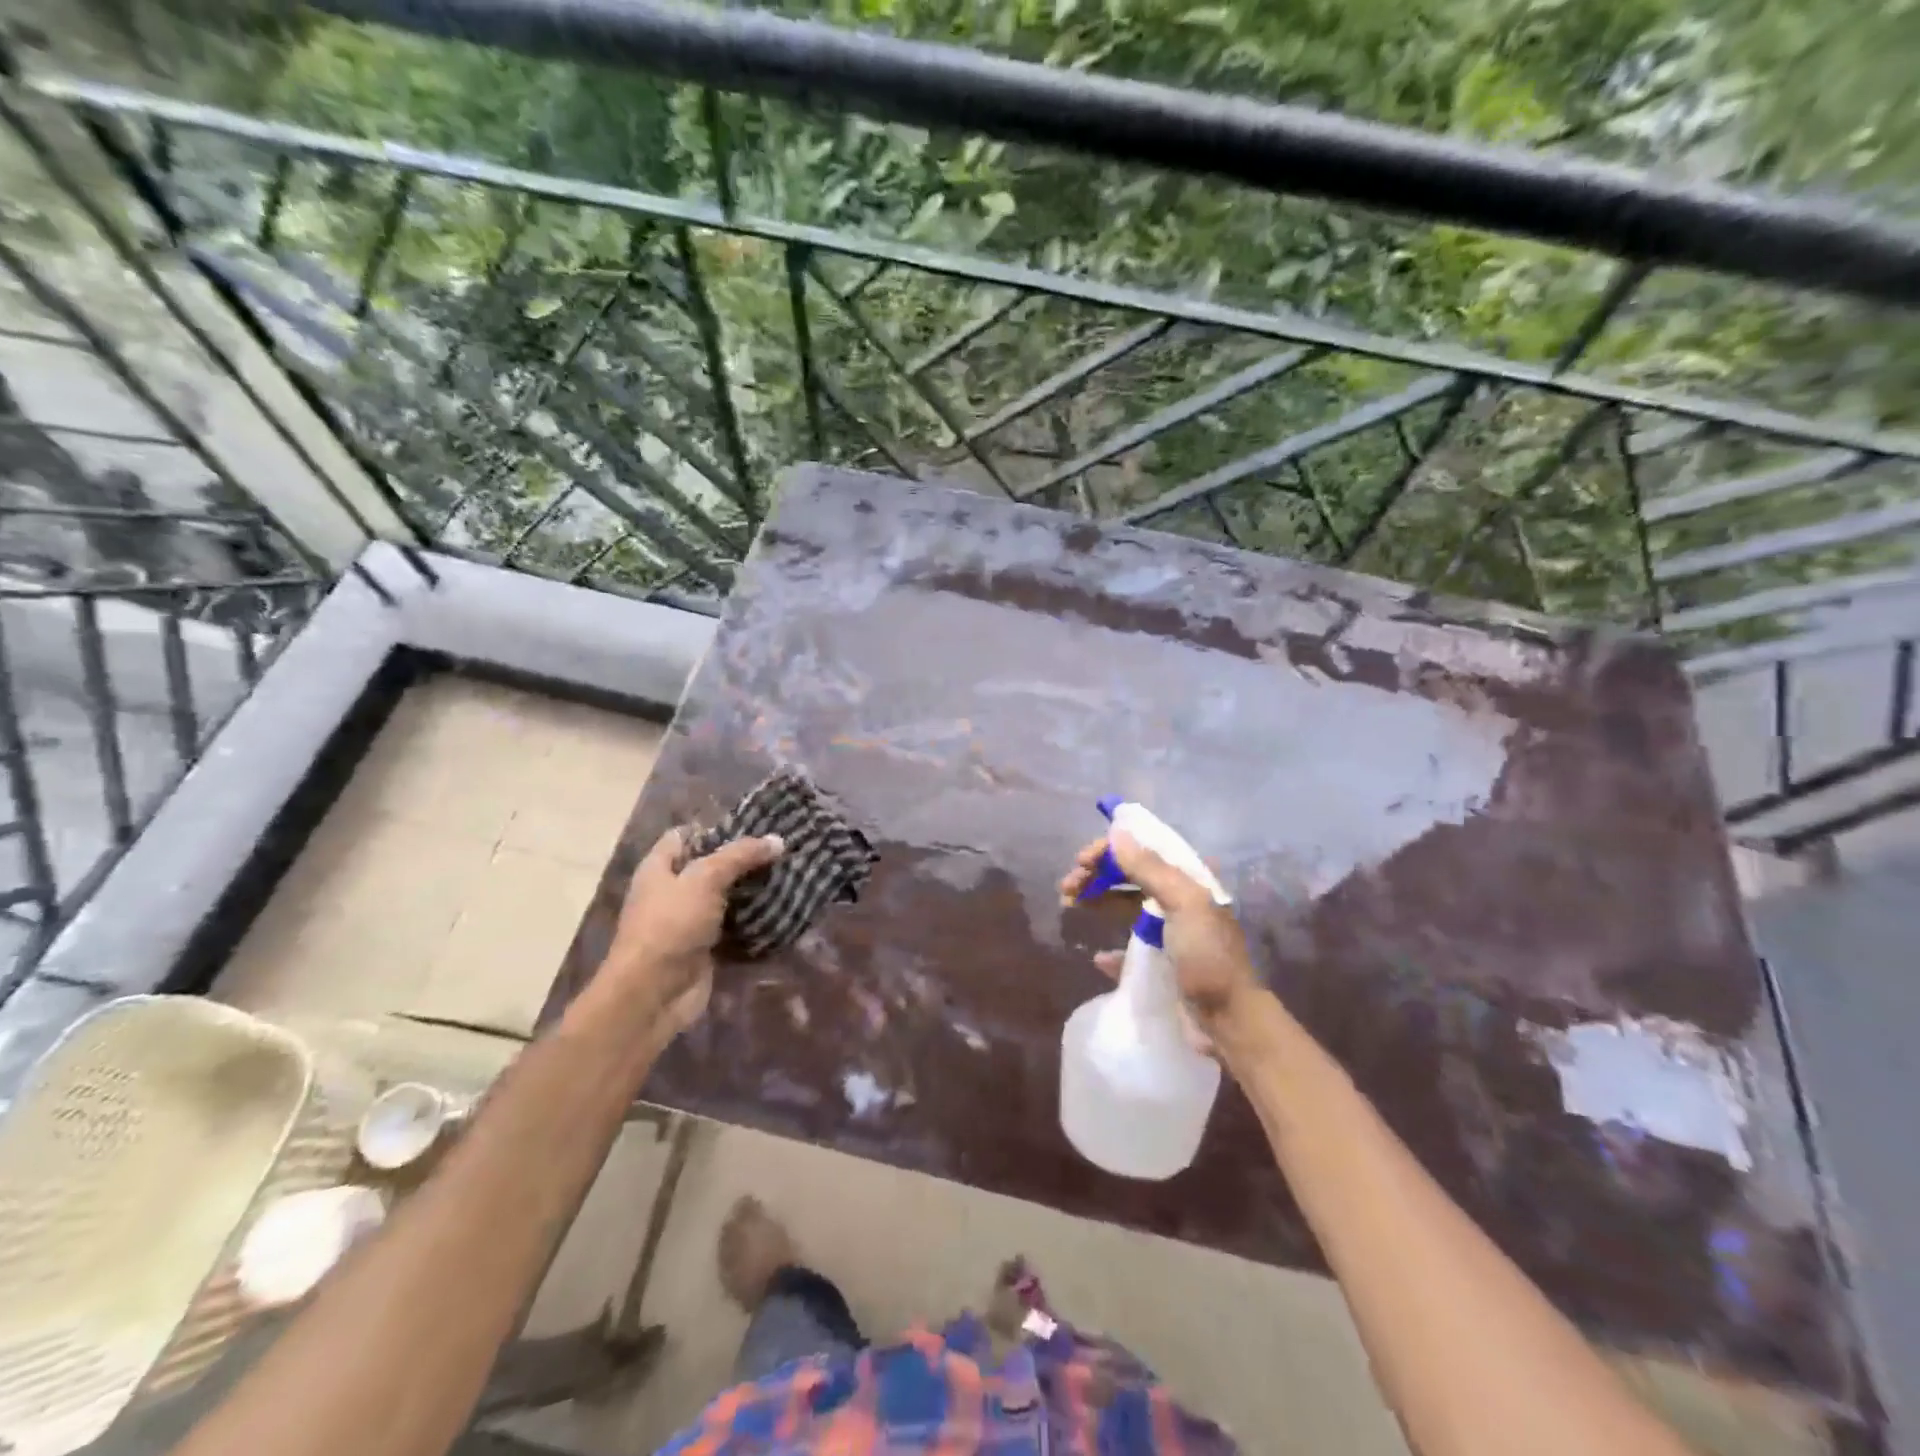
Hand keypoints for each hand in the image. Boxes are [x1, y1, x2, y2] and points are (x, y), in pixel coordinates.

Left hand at [600, 826, 783, 1031]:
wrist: (653, 994)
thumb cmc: (671, 925)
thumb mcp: (705, 879)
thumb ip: (740, 856)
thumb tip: (778, 840)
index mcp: (660, 868)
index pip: (686, 836)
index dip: (716, 829)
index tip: (755, 827)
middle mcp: (672, 892)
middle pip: (711, 867)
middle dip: (744, 861)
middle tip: (782, 851)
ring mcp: (689, 923)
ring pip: (727, 899)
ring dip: (754, 892)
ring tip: (791, 876)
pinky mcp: (706, 949)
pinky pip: (735, 929)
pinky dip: (755, 923)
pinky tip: (784, 911)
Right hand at [1058, 829, 1262, 1038]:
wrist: (1229, 1022)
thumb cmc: (1208, 956)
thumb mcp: (1183, 904)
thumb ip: (1149, 868)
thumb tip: (1117, 833)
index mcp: (1189, 882)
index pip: (1144, 851)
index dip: (1110, 851)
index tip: (1081, 861)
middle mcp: (1179, 902)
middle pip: (1130, 877)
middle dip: (1097, 876)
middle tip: (1066, 886)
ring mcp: (1170, 935)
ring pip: (1125, 908)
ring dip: (1097, 902)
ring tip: (1068, 906)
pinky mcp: (1161, 966)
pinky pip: (1128, 950)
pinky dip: (1110, 950)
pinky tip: (1097, 956)